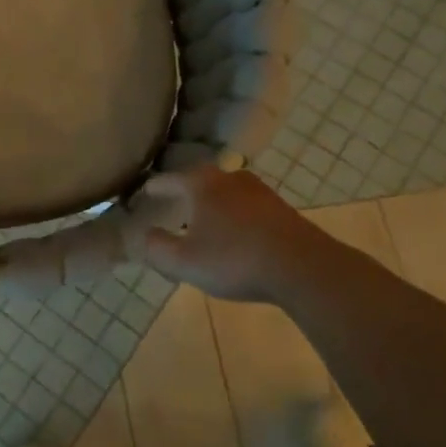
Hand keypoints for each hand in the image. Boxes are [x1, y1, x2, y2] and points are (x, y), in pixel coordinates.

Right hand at [138, 167, 311, 302]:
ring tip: (204, 222)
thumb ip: (156, 247)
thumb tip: (142, 234)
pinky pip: (247, 207)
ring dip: (213, 205)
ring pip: (225, 193)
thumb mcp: (184, 261)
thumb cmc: (234, 259)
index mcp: (201, 184)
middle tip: (173, 206)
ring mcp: (259, 191)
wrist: (303, 268)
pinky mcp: (281, 209)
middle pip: (198, 181)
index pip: (167, 181)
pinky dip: (235, 216)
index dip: (152, 189)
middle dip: (185, 193)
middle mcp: (228, 178)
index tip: (142, 194)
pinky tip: (236, 235)